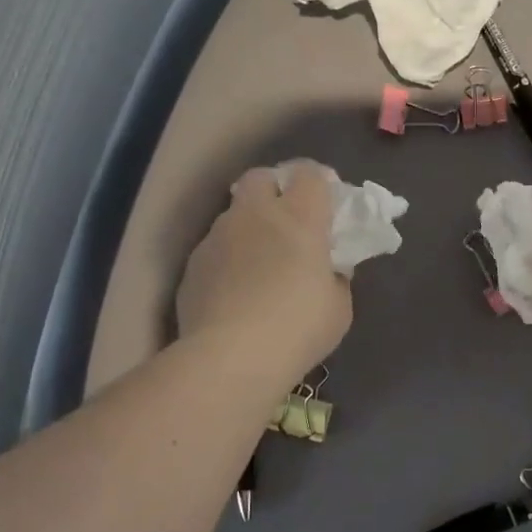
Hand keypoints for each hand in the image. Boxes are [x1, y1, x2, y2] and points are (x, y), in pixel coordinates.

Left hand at [176, 161, 350, 390]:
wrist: (231, 357)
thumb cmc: (298, 328)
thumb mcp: (338, 307)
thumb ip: (335, 277)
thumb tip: (326, 269)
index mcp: (299, 218)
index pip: (310, 173)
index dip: (320, 183)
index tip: (328, 203)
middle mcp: (254, 215)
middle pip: (261, 177)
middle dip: (275, 189)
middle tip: (289, 221)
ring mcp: (217, 237)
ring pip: (234, 214)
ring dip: (249, 227)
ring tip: (260, 263)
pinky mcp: (193, 265)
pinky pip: (215, 249)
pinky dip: (229, 259)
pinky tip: (235, 291)